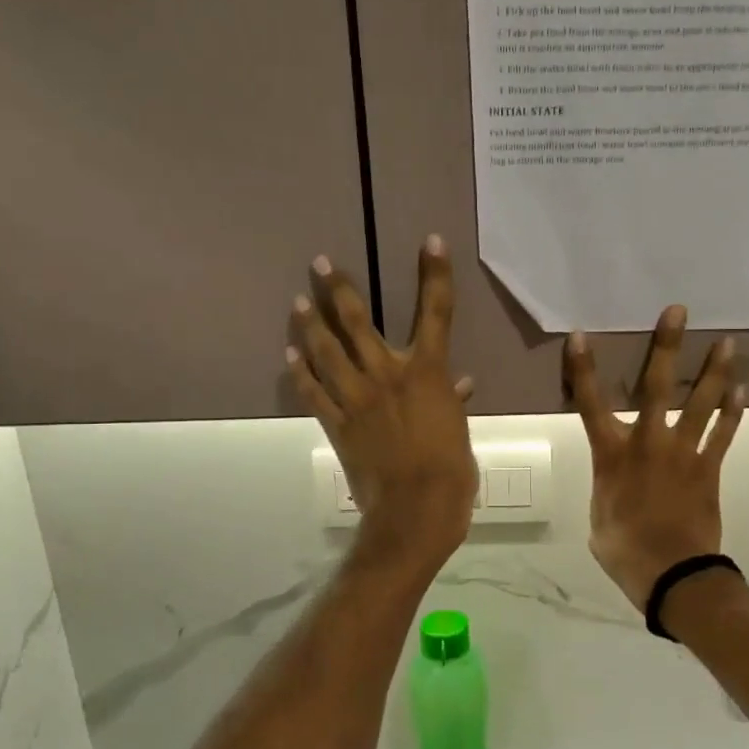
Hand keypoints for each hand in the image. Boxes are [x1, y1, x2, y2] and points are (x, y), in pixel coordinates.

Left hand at [288, 236, 477, 569]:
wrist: (417, 507)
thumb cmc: (451, 469)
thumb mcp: (459, 430)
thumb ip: (452, 401)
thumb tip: (459, 385)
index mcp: (428, 373)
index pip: (436, 313)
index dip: (435, 275)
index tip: (431, 241)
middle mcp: (388, 374)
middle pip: (359, 322)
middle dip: (340, 290)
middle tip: (320, 263)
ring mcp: (357, 398)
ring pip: (328, 352)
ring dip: (312, 324)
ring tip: (298, 301)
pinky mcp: (337, 423)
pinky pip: (314, 393)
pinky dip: (301, 373)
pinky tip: (290, 356)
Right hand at [564, 306, 744, 611]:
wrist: (672, 573)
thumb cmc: (624, 549)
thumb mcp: (599, 518)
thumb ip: (607, 489)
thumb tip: (616, 482)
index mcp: (612, 454)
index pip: (590, 403)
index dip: (584, 369)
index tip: (581, 336)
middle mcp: (647, 442)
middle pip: (655, 386)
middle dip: (666, 346)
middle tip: (678, 311)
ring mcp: (683, 452)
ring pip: (700, 403)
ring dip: (714, 371)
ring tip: (727, 342)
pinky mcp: (709, 468)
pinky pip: (723, 434)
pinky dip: (733, 412)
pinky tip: (742, 390)